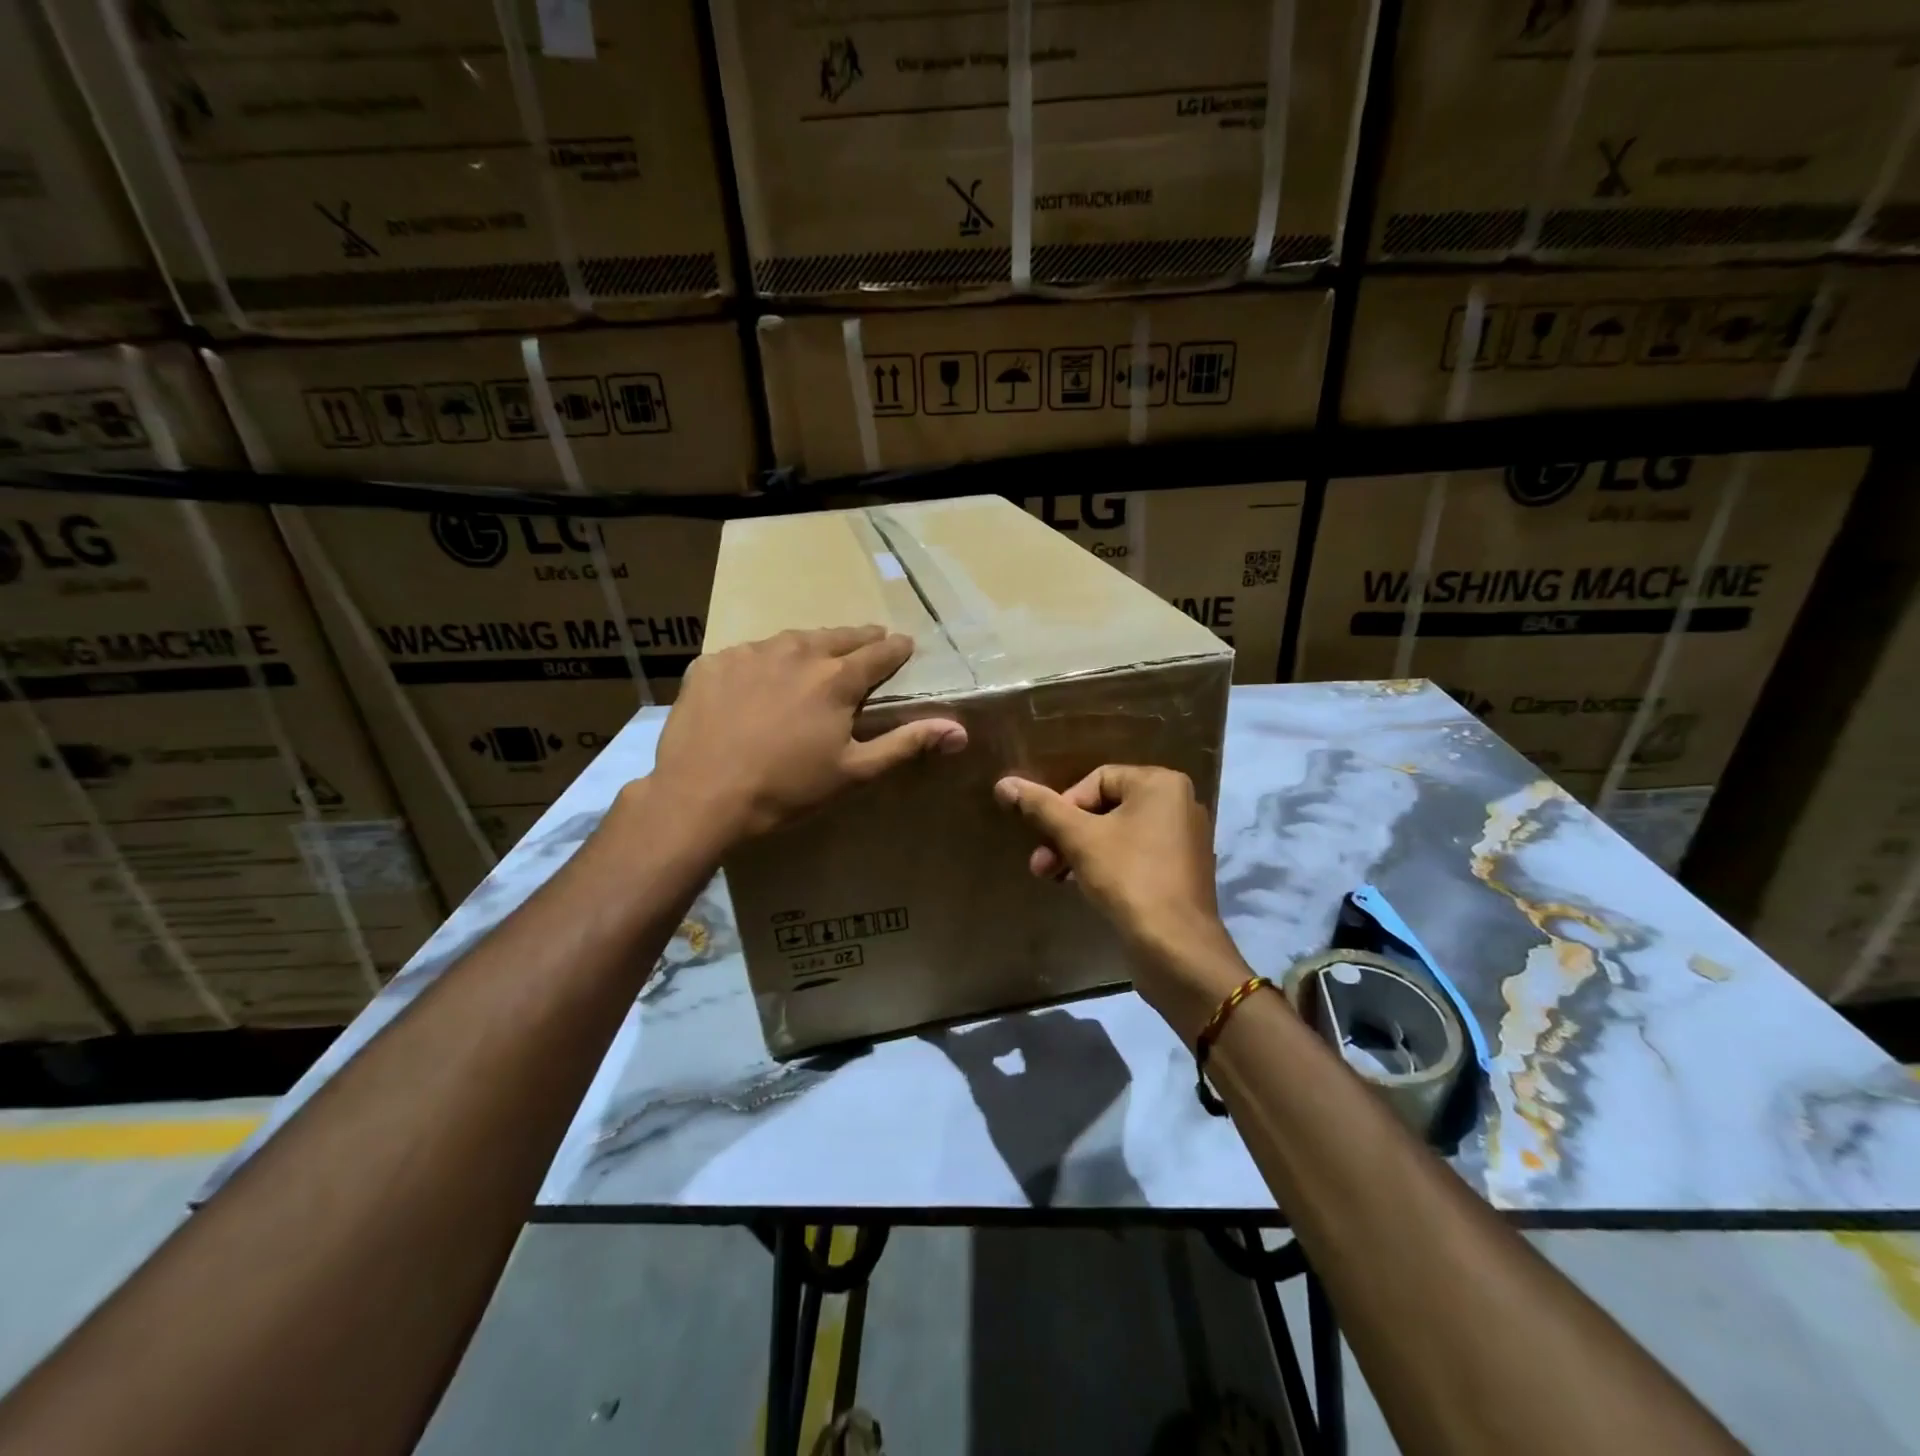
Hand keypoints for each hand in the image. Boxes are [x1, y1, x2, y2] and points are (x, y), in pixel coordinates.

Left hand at [650, 626, 964, 841]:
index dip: (897, 649)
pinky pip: (749, 653)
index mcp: (837, 678)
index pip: (880, 652)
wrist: (700, 796)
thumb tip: (959, 730)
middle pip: (838, 636)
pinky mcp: (713, 662)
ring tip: (817, 655)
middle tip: (871, 641)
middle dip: (859, 639)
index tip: (905, 645)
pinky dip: (764, 661)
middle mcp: (797, 652)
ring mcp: (751, 653)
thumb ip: (907, 744)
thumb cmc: (786, 789)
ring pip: (792, 640)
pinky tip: (760, 679)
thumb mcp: (854, 772)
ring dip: (811, 645)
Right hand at [995, 766, 1249, 1037]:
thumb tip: (1004, 784)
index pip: (1098, 779)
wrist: (1176, 948)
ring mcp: (1184, 840)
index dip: (1065, 806)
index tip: (1047, 837)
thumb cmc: (1128, 878)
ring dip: (1080, 852)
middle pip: (1107, 807)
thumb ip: (1042, 808)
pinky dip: (1107, 865)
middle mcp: (1179, 804)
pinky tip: (1083, 887)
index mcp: (1161, 784)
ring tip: (1052, 877)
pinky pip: (1135, 855)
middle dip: (1067, 834)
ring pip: (1118, 833)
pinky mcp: (1181, 871)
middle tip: (1040, 863)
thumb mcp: (1078, 839)